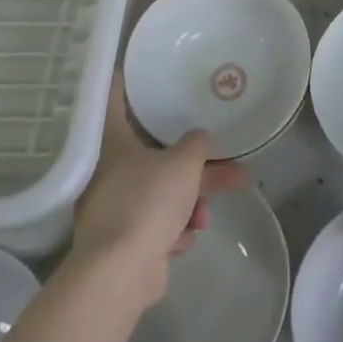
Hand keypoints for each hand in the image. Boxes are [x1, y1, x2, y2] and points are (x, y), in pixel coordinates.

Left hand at [69, 74, 249, 307]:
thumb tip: (200, 138)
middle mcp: (110, 171)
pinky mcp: (123, 242)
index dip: (124, 82)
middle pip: (157, 156)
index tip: (131, 68)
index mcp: (115, 143)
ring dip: (189, 204)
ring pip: (163, 194)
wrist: (120, 273)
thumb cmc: (147, 202)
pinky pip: (157, 225)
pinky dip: (173, 230)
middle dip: (196, 167)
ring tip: (205, 218)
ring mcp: (115, 208)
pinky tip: (184, 240)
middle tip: (232, 167)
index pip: (115, 101)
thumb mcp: (183, 162)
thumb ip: (197, 144)